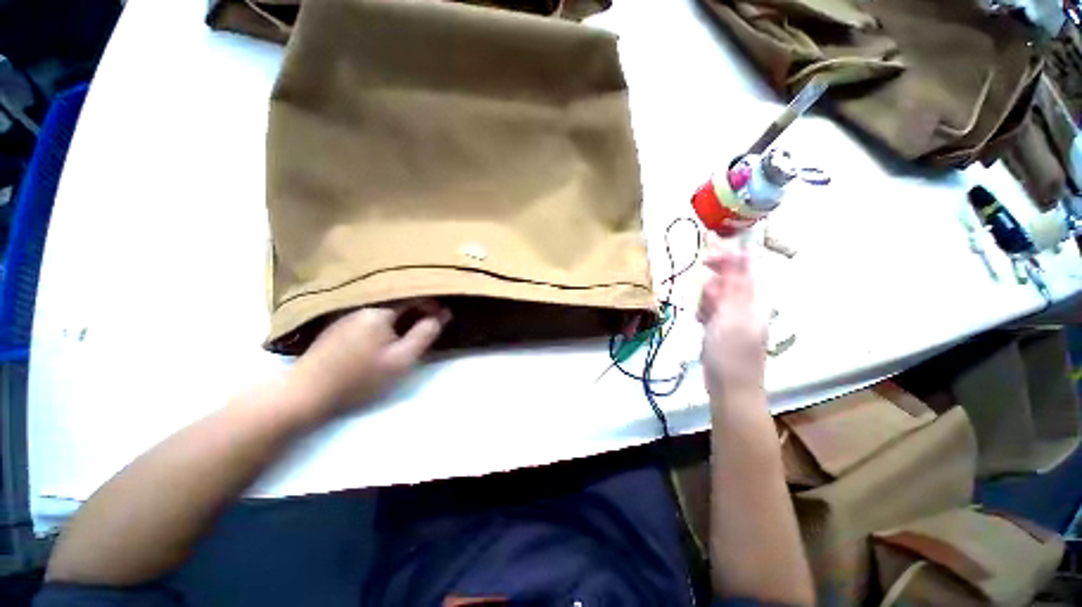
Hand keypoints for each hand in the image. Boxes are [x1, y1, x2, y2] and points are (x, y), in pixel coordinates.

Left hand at [290, 300, 450, 415]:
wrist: (306, 394)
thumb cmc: (360, 377)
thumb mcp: (401, 359)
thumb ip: (424, 334)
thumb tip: (442, 315)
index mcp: (378, 311)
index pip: (413, 297)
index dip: (432, 305)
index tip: (444, 318)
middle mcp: (361, 306)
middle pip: (398, 301)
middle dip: (418, 310)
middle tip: (430, 326)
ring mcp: (346, 315)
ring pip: (384, 309)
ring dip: (402, 316)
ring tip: (412, 330)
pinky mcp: (337, 327)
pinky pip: (370, 317)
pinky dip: (386, 322)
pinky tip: (386, 336)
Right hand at [698, 245, 765, 404]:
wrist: (730, 388)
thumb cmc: (730, 352)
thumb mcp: (730, 316)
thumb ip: (735, 285)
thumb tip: (742, 253)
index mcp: (753, 300)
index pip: (744, 267)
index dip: (727, 252)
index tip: (707, 241)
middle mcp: (746, 305)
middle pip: (729, 280)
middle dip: (712, 283)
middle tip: (702, 293)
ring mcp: (735, 318)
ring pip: (717, 296)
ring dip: (705, 300)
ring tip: (701, 317)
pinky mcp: (723, 328)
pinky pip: (711, 310)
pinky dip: (703, 312)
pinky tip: (699, 322)